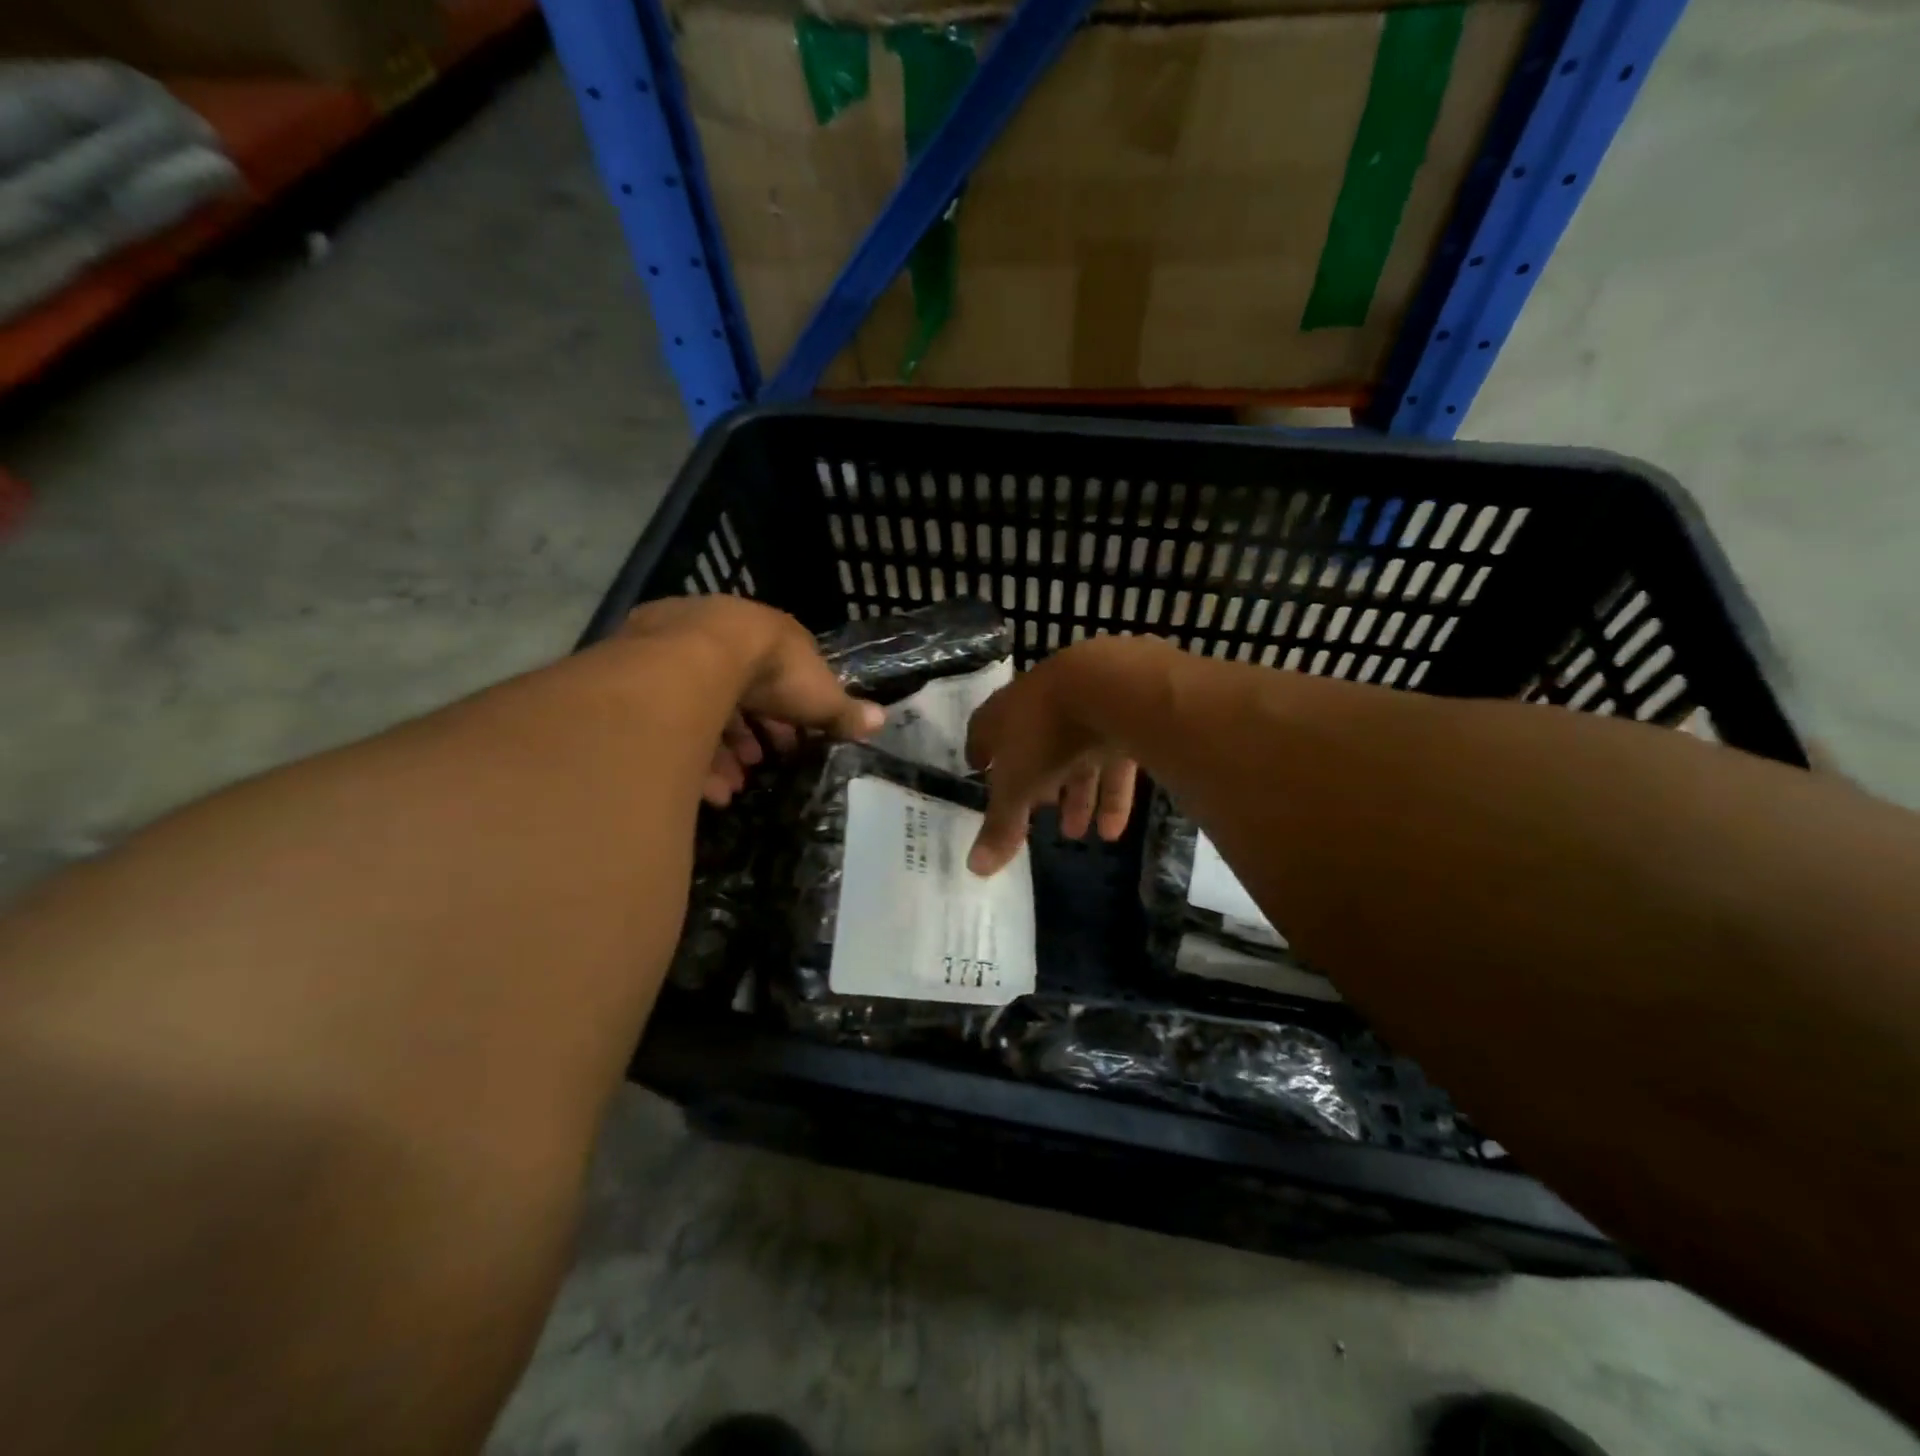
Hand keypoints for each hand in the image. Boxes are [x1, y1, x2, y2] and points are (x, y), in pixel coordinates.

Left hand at [624, 596, 883, 805]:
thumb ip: (845, 711)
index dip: (789, 711)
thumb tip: (881, 720)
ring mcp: (674, 655)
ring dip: (723, 751)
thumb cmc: (772, 672)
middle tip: (761, 764)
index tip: (793, 742)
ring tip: (736, 787)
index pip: (779, 673)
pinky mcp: (640, 680)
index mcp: (762, 635)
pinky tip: (710, 789)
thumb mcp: (819, 696)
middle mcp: (717, 640)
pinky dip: (692, 757)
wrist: (700, 657)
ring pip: (701, 709)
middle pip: (737, 691)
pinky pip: (670, 724)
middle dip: (751, 733)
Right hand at [965, 638, 1143, 875]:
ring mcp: (1083, 707)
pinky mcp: (1123, 715)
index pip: (984, 733)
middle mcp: (1039, 706)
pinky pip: (1113, 759)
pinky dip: (1112, 794)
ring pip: (1076, 757)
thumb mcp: (1017, 787)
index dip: (982, 756)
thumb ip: (1001, 826)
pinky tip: (1114, 830)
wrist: (1111, 685)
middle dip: (1038, 786)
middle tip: (1039, 815)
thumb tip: (974, 869)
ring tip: (1078, 834)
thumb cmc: (1045, 735)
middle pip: (1034, 749)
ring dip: (1077, 796)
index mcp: (1003, 715)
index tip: (981, 773)